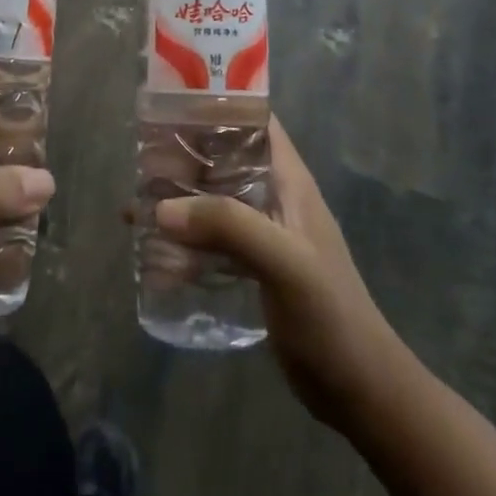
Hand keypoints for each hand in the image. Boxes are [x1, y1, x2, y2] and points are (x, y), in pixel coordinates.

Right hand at [155, 116, 399, 431]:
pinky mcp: (254, 267)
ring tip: (135, 207)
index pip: (254, 122)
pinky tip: (153, 257)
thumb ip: (228, 226)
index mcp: (289, 181)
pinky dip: (184, 243)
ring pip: (213, 200)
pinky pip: (212, 241)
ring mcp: (264, 234)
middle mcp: (275, 198)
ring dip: (178, 201)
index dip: (217, 105)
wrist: (360, 391)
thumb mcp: (283, 262)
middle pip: (224, 159)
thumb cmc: (330, 316)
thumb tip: (161, 208)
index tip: (170, 104)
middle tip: (139, 161)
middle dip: (183, 156)